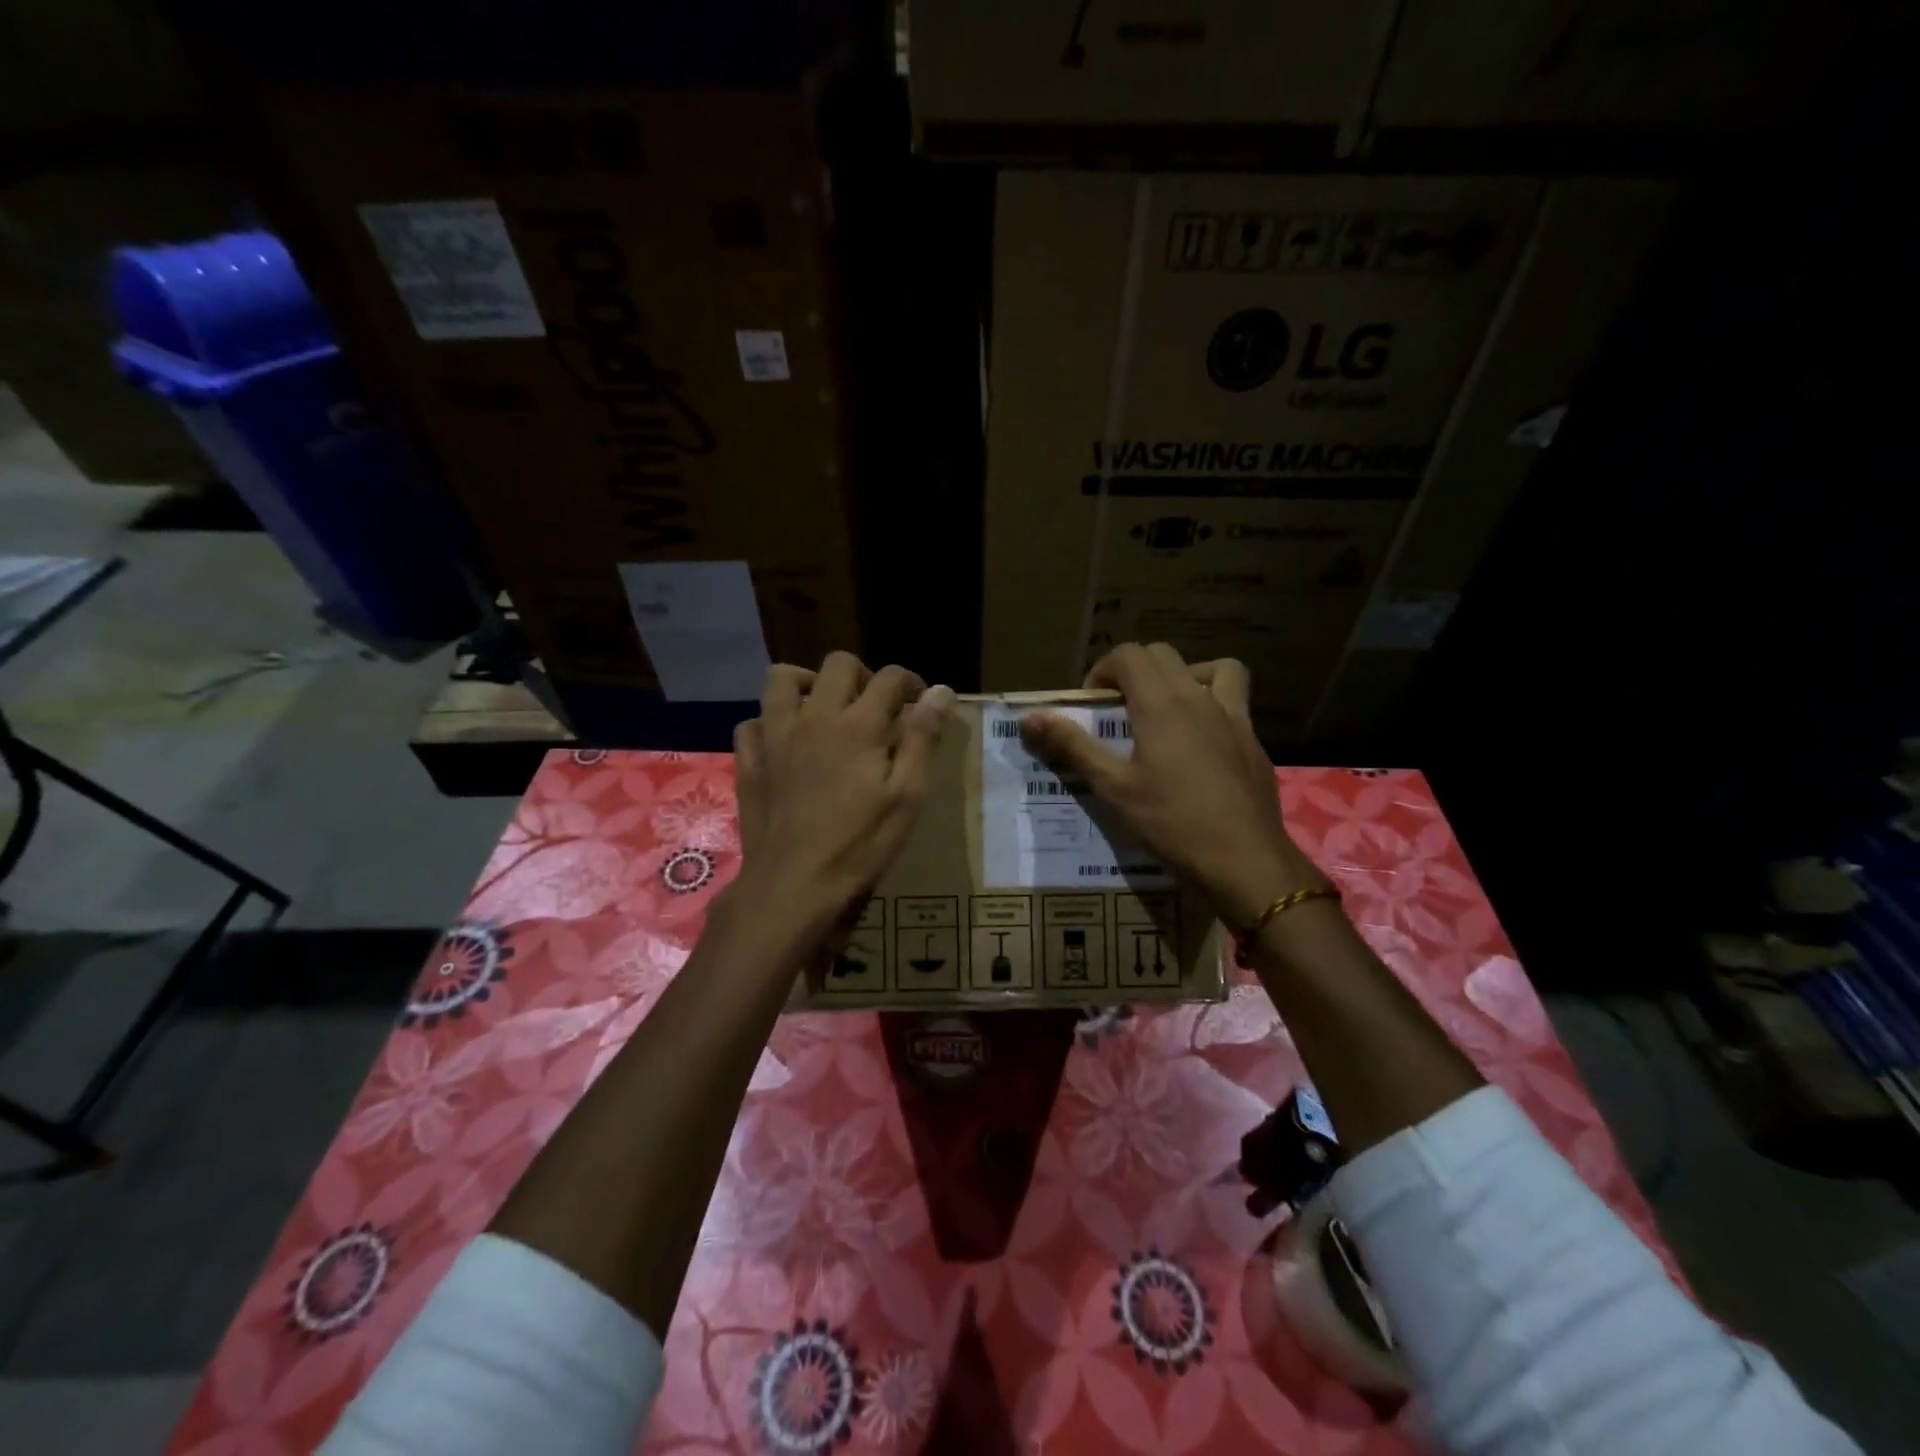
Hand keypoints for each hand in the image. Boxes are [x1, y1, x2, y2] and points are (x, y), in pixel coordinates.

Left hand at [733, 652, 954, 940]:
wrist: (793, 885)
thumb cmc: (860, 844)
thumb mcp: (907, 796)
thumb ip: (923, 738)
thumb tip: (942, 691)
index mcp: (858, 724)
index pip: (890, 678)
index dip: (912, 684)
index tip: (920, 704)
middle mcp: (813, 716)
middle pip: (838, 665)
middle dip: (864, 676)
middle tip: (876, 709)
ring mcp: (774, 736)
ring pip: (782, 680)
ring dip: (808, 684)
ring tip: (825, 710)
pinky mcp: (749, 761)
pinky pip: (753, 722)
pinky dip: (771, 723)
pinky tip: (785, 744)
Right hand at [1019, 643, 1321, 930]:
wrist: (1244, 859)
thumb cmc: (1172, 822)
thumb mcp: (1113, 788)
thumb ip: (1072, 746)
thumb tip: (1029, 718)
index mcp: (1161, 704)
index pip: (1129, 655)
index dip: (1103, 670)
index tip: (1093, 703)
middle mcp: (1199, 698)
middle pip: (1164, 656)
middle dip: (1135, 670)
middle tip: (1119, 707)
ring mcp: (1234, 717)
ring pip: (1214, 669)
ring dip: (1185, 675)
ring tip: (1169, 708)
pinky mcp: (1254, 741)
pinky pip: (1235, 702)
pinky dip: (1213, 705)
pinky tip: (1202, 744)